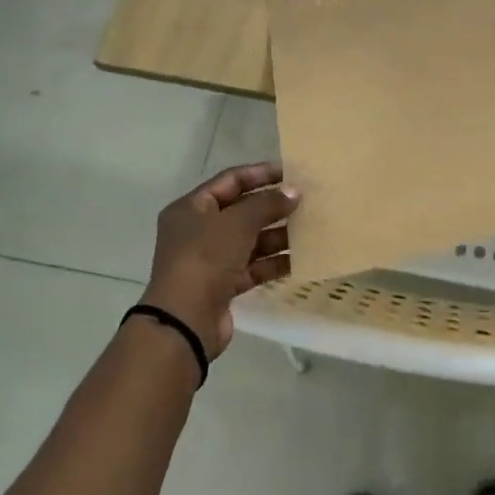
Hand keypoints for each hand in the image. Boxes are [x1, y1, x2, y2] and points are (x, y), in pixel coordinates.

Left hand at [143, 162, 298, 359]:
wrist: (185, 321)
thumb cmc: (206, 258)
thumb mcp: (237, 222)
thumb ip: (268, 204)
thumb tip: (294, 192)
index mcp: (191, 208)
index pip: (230, 181)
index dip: (260, 174)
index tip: (290, 172)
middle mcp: (198, 231)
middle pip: (242, 211)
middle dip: (273, 207)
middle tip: (306, 201)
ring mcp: (211, 260)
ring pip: (251, 240)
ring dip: (278, 235)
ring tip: (310, 229)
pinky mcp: (223, 285)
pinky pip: (254, 267)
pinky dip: (274, 262)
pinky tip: (300, 258)